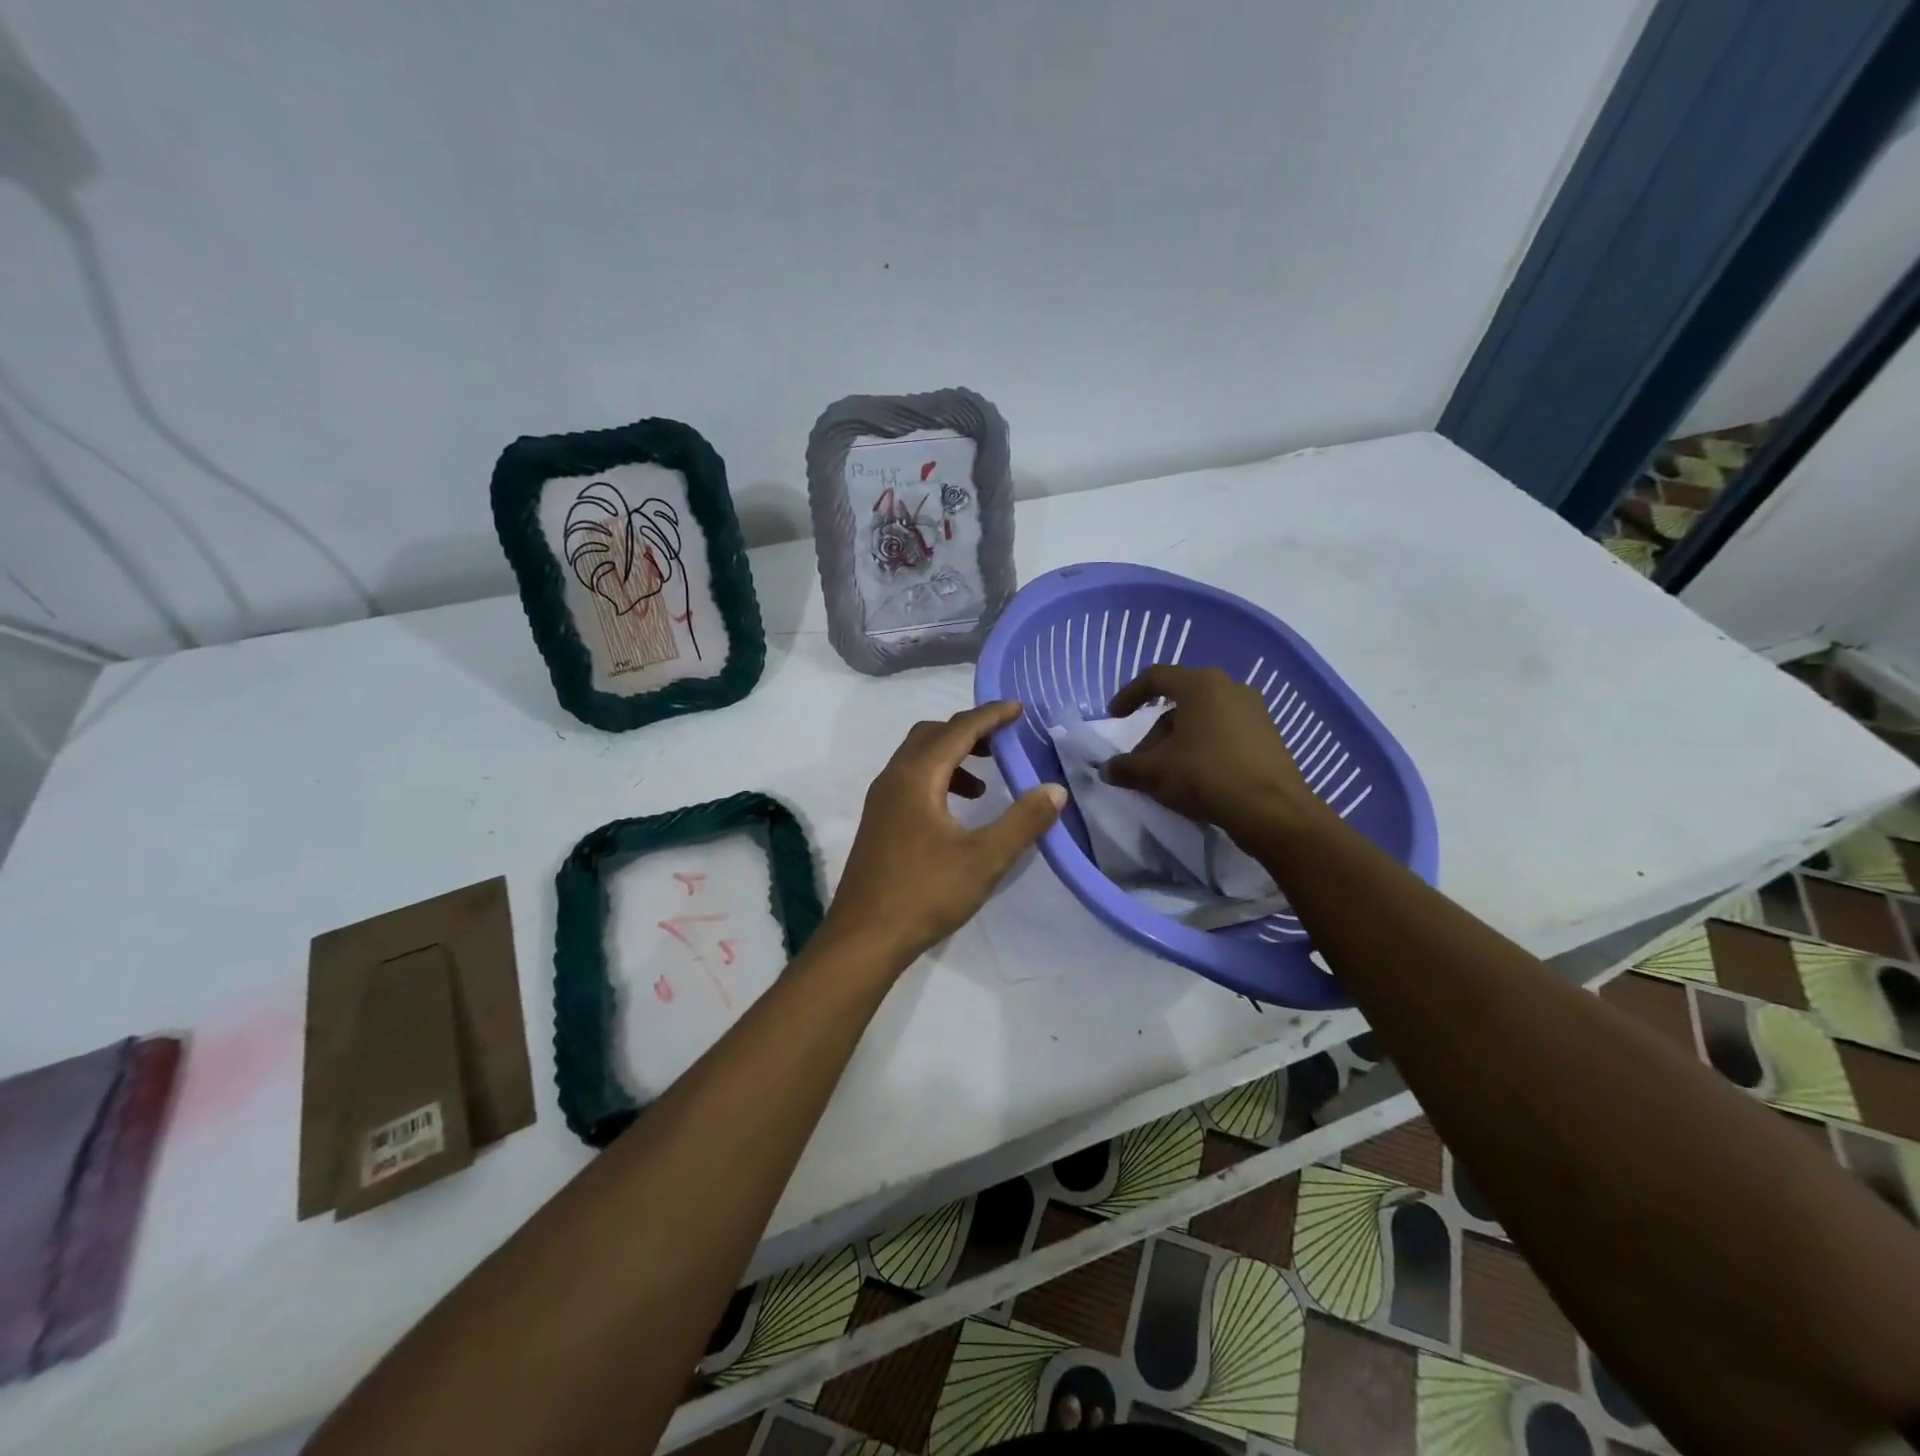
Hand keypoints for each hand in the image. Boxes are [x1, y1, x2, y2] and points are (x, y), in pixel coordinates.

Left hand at [823, 702, 1065, 967]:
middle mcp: (893, 779)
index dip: (990, 716)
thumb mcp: (985, 858)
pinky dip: (938, 780)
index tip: (1018, 709)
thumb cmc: (925, 893)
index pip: (957, 730)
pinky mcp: (879, 823)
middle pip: (931, 735)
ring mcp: (881, 801)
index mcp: (916, 777)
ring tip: (985, 783)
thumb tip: (1054, 789)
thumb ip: (1023, 820)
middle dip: (969, 731)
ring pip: (918, 759)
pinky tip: (957, 814)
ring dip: (952, 757)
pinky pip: (910, 781)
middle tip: (1003, 741)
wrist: (864, 937)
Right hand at [1103, 665, 1335, 847]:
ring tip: (1167, 774)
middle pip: (1179, 702)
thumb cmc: (1207, 776)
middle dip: (1154, 731)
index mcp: (1201, 685)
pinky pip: (1224, 733)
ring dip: (1178, 742)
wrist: (1272, 811)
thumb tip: (1107, 769)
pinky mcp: (1268, 735)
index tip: (1114, 717)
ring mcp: (1254, 711)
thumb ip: (1126, 767)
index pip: (1155, 677)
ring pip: (1202, 719)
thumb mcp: (1155, 772)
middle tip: (1141, 761)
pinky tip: (1196, 778)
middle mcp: (1230, 688)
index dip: (1129, 695)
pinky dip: (1203, 748)